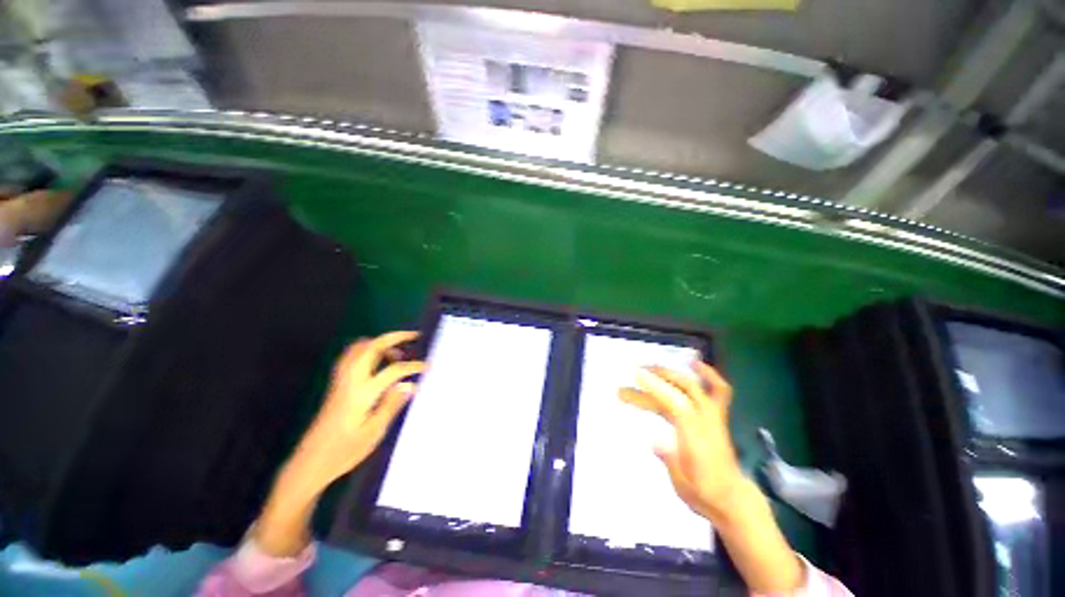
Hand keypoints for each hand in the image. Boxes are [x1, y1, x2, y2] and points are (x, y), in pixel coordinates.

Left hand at [256, 331, 424, 555]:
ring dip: (380, 343)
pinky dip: (368, 351)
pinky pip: (352, 357)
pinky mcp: (337, 386)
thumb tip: (411, 384)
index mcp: (361, 394)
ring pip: (358, 349)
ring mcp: (341, 381)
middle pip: (371, 347)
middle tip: (414, 336)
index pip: (392, 370)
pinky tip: (379, 363)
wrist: (308, 464)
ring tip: (398, 352)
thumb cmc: (343, 452)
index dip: (413, 366)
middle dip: (394, 337)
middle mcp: (350, 381)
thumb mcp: (373, 433)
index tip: (428, 367)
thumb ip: (392, 405)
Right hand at [620, 361, 741, 521]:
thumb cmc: (702, 493)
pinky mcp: (716, 416)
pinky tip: (696, 363)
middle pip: (679, 390)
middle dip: (656, 377)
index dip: (654, 387)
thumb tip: (653, 440)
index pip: (673, 403)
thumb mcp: (682, 484)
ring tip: (649, 367)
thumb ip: (669, 460)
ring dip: (669, 374)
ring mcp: (713, 416)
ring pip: (691, 386)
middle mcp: (705, 420)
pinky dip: (709, 375)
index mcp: (695, 436)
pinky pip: (718, 390)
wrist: (731, 500)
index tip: (635, 376)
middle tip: (635, 373)